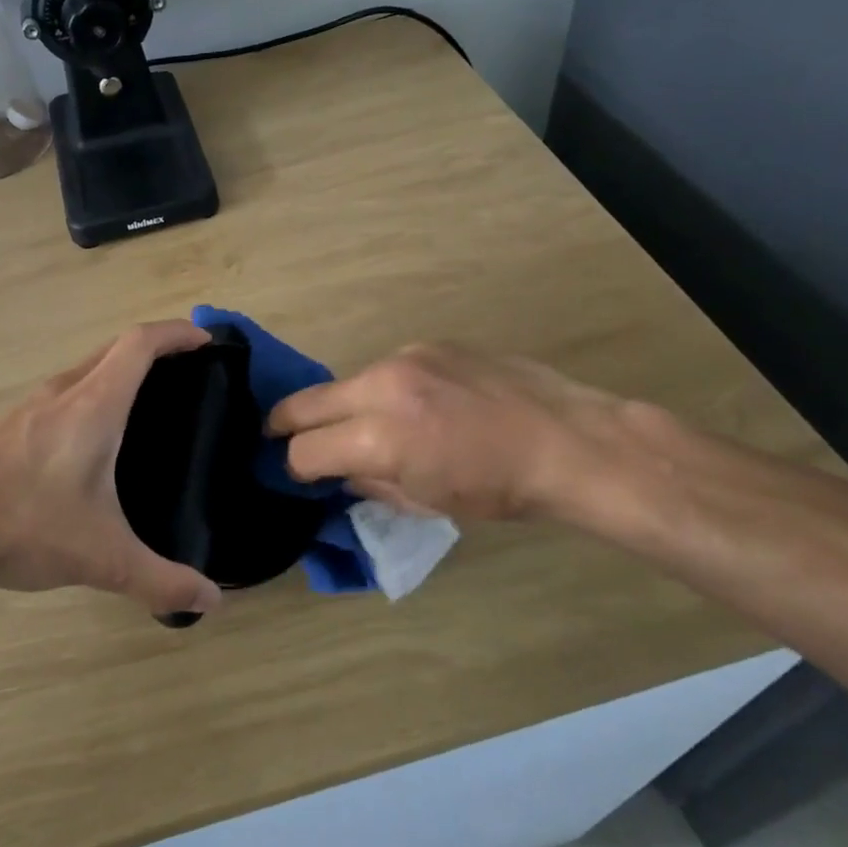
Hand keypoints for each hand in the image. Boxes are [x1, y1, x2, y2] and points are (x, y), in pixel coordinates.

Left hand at [0, 320, 224, 617]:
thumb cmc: (26, 524)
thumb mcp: (102, 558)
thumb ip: (160, 580)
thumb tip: (210, 601)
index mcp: (93, 405)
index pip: (140, 344)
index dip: (176, 334)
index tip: (205, 340)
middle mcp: (63, 392)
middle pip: (115, 348)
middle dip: (155, 347)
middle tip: (187, 370)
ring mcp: (31, 406)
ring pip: (86, 368)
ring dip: (120, 369)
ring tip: (148, 401)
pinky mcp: (11, 426)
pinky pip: (65, 391)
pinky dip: (93, 392)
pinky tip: (94, 437)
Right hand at [267, 342, 646, 523]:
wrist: (567, 440)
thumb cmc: (500, 488)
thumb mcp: (426, 502)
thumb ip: (371, 483)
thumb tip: (342, 472)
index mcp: (380, 436)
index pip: (305, 451)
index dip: (295, 468)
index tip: (300, 475)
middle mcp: (382, 386)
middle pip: (305, 403)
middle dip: (286, 424)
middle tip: (280, 436)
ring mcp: (405, 358)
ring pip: (346, 383)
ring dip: (343, 406)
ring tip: (369, 425)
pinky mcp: (428, 344)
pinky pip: (386, 370)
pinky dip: (384, 391)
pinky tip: (417, 406)